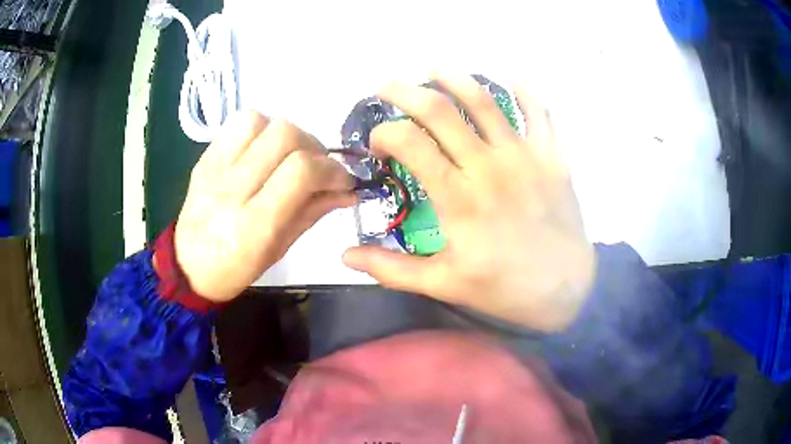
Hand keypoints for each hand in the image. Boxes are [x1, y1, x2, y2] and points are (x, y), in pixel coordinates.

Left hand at [174, 111, 354, 301]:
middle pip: (283, 135)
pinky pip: (236, 124)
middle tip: (316, 166)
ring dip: (283, 133)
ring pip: (259, 121)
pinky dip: (259, 129)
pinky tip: (262, 150)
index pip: (301, 171)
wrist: (190, 267)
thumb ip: (314, 211)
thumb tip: (348, 189)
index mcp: (254, 224)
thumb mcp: (281, 248)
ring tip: (286, 155)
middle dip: (312, 146)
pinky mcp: (203, 158)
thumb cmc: (238, 267)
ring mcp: (213, 170)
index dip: (330, 168)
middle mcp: (231, 190)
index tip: (341, 180)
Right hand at [342, 75, 594, 331]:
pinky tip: (506, 80)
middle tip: (386, 85)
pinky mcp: (552, 156)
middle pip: (439, 110)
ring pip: (485, 100)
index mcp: (458, 198)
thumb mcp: (444, 285)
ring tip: (433, 69)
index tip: (378, 144)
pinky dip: (522, 90)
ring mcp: (524, 156)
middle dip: (404, 91)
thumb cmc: (504, 289)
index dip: (384, 133)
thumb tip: (345, 255)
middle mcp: (488, 166)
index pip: (409, 142)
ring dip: (453, 77)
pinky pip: (538, 111)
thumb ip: (392, 269)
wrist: (567, 290)